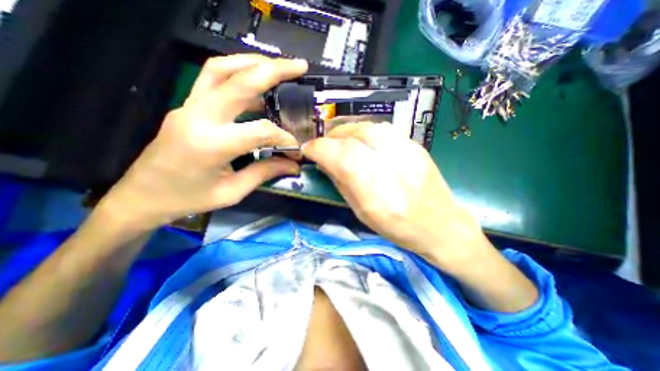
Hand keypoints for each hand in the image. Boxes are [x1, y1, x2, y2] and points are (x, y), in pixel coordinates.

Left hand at [99, 55, 309, 228]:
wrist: (142, 195)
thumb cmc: (188, 199)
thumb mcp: (232, 192)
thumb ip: (264, 173)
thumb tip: (293, 165)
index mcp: (211, 145)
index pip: (260, 130)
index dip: (284, 137)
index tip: (296, 149)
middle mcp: (198, 117)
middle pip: (239, 81)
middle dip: (274, 71)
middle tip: (300, 66)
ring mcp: (188, 106)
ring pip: (221, 68)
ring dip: (253, 63)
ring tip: (279, 66)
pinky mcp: (187, 106)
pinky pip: (213, 78)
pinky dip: (238, 72)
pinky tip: (256, 80)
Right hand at [305, 123, 488, 266]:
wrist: (441, 225)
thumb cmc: (398, 228)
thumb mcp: (362, 213)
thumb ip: (342, 184)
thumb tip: (324, 162)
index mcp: (377, 194)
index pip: (342, 158)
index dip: (319, 149)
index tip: (307, 149)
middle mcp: (393, 168)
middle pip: (355, 137)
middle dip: (331, 137)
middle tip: (323, 145)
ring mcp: (408, 153)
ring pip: (369, 127)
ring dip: (347, 131)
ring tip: (340, 141)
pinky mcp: (416, 146)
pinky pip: (383, 129)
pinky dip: (364, 132)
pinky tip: (362, 142)